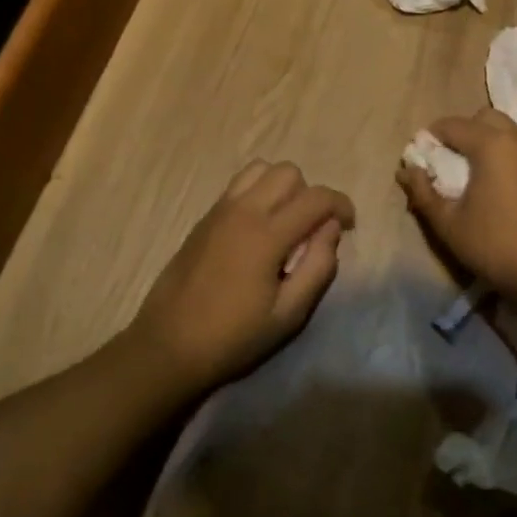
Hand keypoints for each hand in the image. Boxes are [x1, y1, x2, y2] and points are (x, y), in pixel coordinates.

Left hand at [131, 160, 351, 392]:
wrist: (167, 346)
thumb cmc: (232, 337)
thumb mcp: (288, 315)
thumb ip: (318, 267)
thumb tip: (331, 229)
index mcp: (266, 235)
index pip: (316, 197)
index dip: (341, 205)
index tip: (348, 225)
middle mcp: (243, 210)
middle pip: (288, 172)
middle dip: (309, 194)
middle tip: (311, 230)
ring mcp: (220, 210)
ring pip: (261, 169)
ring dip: (281, 188)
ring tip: (283, 223)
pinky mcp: (204, 218)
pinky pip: (239, 185)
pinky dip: (257, 193)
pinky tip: (257, 230)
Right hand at [396, 108, 516, 308]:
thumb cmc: (495, 246)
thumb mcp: (449, 224)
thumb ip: (423, 193)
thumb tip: (406, 170)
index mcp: (491, 145)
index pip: (452, 125)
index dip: (431, 137)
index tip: (420, 158)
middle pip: (483, 118)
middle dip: (462, 131)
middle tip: (447, 161)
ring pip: (506, 130)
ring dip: (485, 141)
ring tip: (471, 173)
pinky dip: (505, 154)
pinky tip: (497, 185)